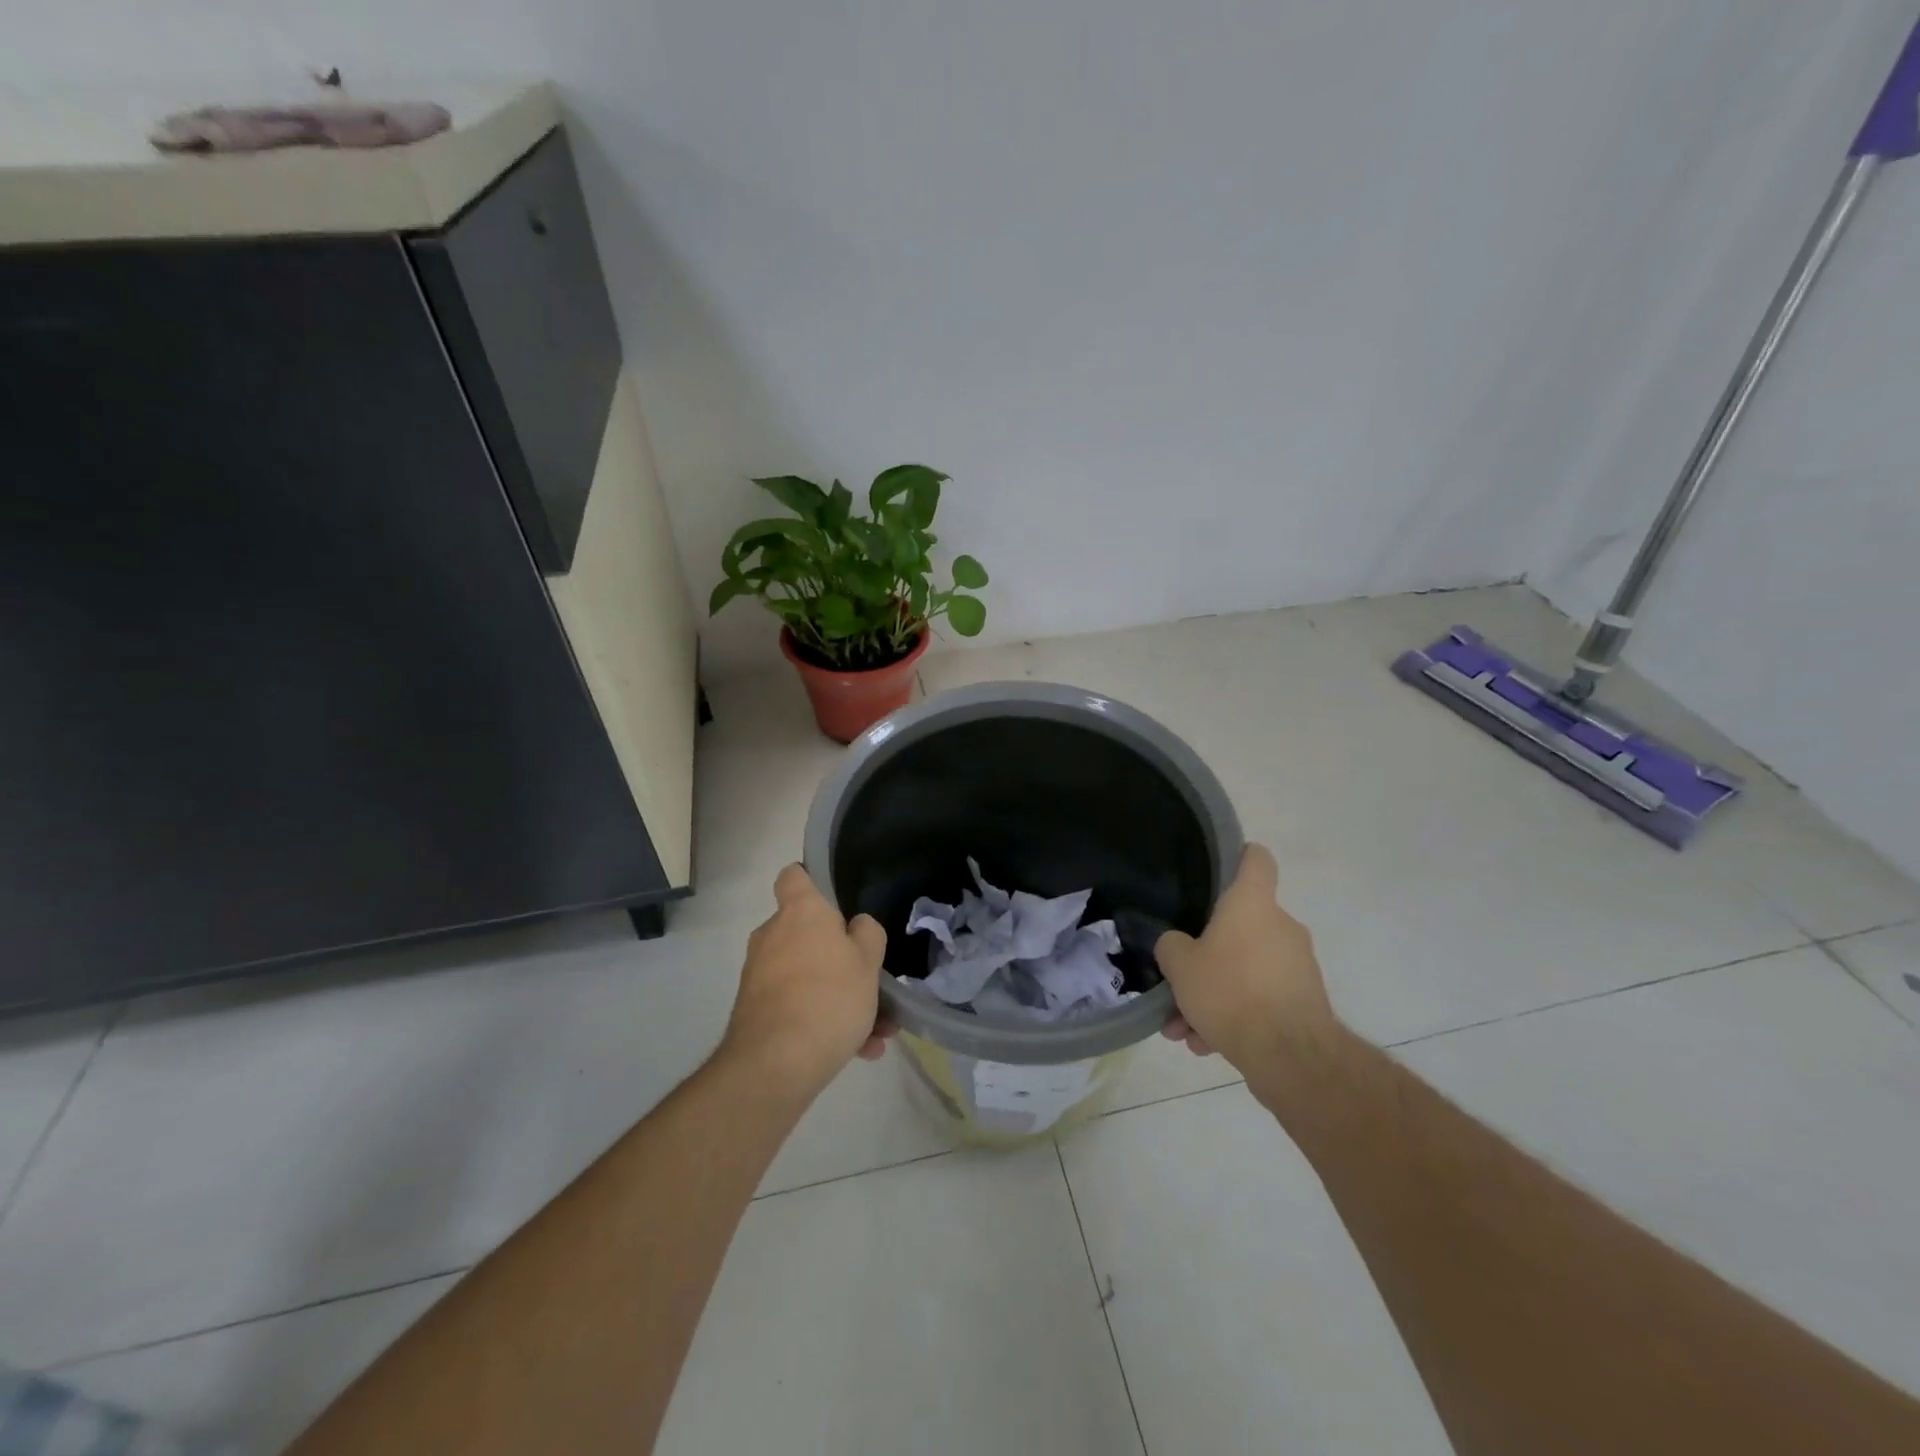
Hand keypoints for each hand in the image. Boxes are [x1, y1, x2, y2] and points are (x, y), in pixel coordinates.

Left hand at [720, 864, 894, 1099]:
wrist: (775, 1065)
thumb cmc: (829, 997)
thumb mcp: (868, 961)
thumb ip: (867, 935)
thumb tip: (855, 927)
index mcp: (800, 912)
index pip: (794, 876)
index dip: (812, 880)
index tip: (834, 899)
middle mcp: (773, 936)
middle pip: (808, 934)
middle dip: (840, 958)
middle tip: (870, 982)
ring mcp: (760, 975)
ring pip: (809, 977)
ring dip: (841, 999)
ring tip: (877, 1031)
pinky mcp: (755, 1012)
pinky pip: (799, 1007)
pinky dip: (825, 1023)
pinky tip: (859, 1052)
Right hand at [1154, 844, 1337, 1073]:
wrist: (1290, 1056)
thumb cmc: (1230, 992)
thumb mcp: (1179, 966)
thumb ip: (1171, 946)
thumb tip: (1177, 945)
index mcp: (1252, 904)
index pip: (1255, 859)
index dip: (1237, 856)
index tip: (1216, 870)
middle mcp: (1280, 926)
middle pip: (1239, 926)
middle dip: (1205, 958)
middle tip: (1178, 982)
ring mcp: (1296, 965)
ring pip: (1244, 970)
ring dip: (1214, 995)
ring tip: (1185, 1030)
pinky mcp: (1304, 1000)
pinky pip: (1259, 999)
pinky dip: (1235, 1017)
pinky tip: (1207, 1045)